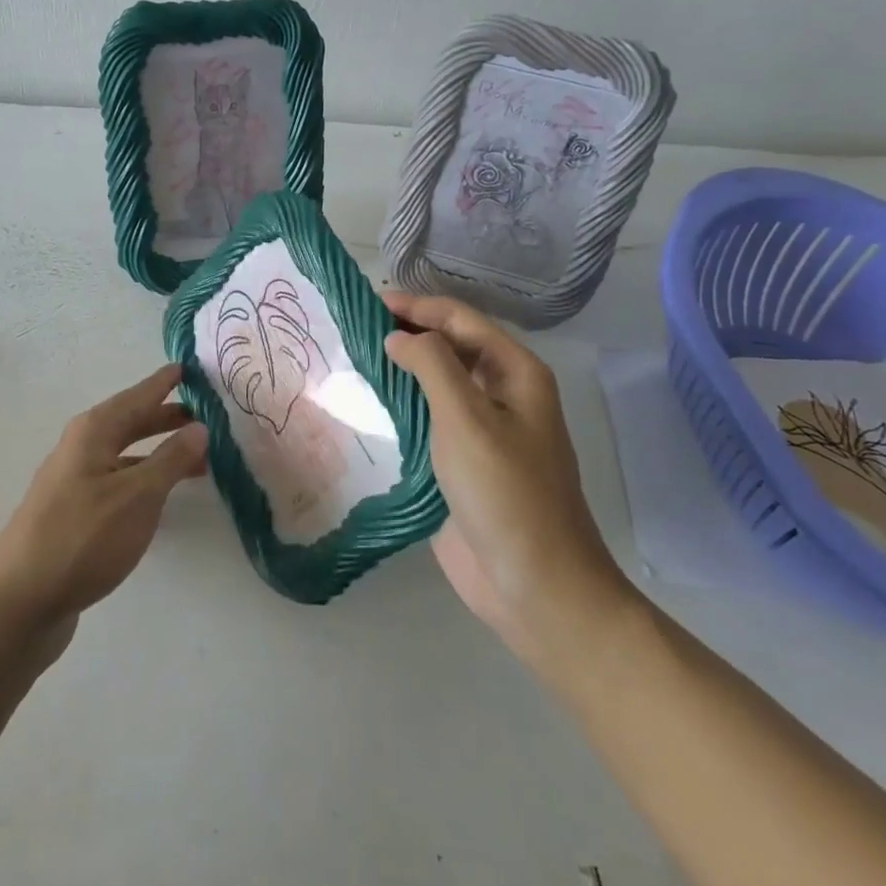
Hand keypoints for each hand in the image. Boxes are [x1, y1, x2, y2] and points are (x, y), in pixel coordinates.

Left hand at [0, 363, 205, 635]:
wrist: (20, 601)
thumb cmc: (83, 537)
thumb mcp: (138, 495)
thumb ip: (171, 459)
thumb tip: (199, 426)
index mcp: (93, 432)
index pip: (137, 396)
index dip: (163, 383)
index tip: (188, 367)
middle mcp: (80, 449)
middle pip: (129, 423)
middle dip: (165, 418)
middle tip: (203, 416)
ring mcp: (73, 483)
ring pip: (124, 455)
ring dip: (158, 453)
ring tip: (196, 461)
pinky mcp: (72, 515)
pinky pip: (117, 482)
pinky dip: (143, 480)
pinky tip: (159, 499)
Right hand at [382, 292, 634, 668]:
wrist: (534, 585)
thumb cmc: (506, 493)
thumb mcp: (468, 418)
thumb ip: (432, 366)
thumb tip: (397, 336)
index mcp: (514, 373)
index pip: (459, 319)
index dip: (415, 305)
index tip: (366, 300)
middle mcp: (499, 393)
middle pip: (448, 346)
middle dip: (406, 331)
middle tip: (352, 326)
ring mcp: (480, 429)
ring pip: (435, 383)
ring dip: (398, 367)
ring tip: (351, 356)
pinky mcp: (459, 461)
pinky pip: (426, 420)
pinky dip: (398, 404)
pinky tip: (365, 402)